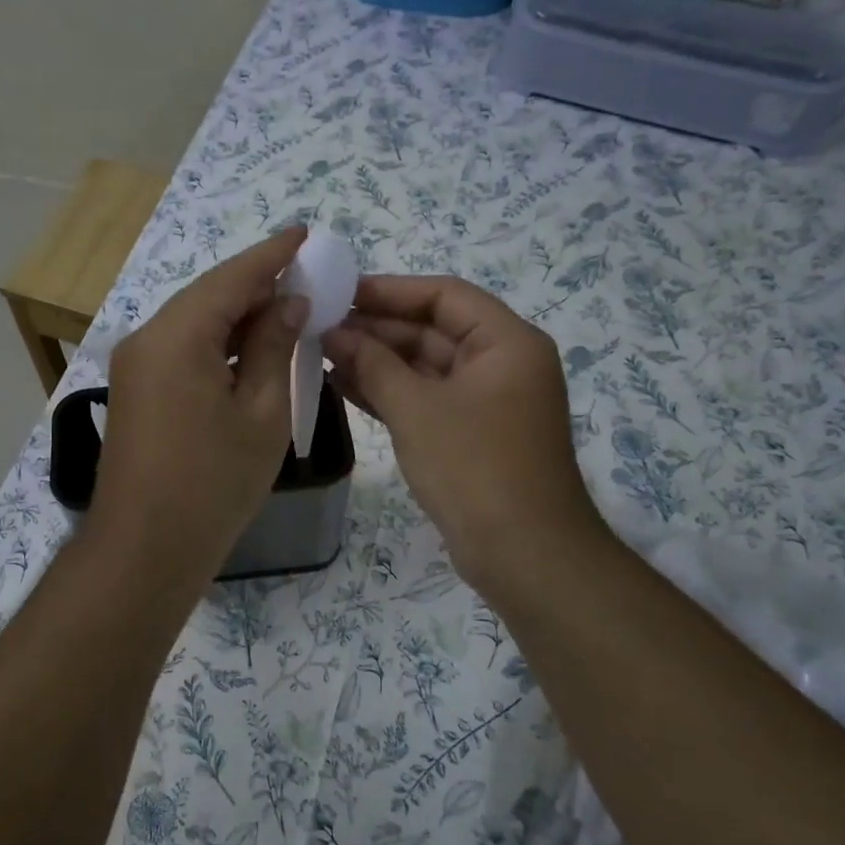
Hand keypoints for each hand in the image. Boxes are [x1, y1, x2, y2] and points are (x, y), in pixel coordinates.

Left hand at [94, 228, 309, 581]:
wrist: (145, 549)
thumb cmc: (214, 484)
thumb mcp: (261, 413)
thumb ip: (275, 348)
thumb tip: (287, 303)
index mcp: (177, 336)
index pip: (231, 278)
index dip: (271, 255)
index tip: (304, 233)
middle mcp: (146, 339)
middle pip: (208, 296)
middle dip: (256, 285)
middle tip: (305, 275)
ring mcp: (135, 366)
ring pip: (193, 324)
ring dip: (237, 316)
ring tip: (286, 309)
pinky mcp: (135, 391)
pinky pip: (181, 350)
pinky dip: (216, 344)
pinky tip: (249, 349)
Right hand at [322, 276, 610, 589]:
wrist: (523, 554)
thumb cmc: (474, 467)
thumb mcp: (416, 409)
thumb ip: (373, 364)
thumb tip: (334, 332)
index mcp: (506, 343)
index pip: (443, 296)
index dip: (389, 290)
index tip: (339, 293)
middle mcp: (501, 364)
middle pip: (433, 330)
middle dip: (377, 330)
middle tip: (321, 328)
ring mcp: (486, 402)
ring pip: (425, 367)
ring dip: (377, 362)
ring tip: (323, 354)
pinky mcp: (470, 434)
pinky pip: (426, 399)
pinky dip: (389, 393)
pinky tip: (344, 386)